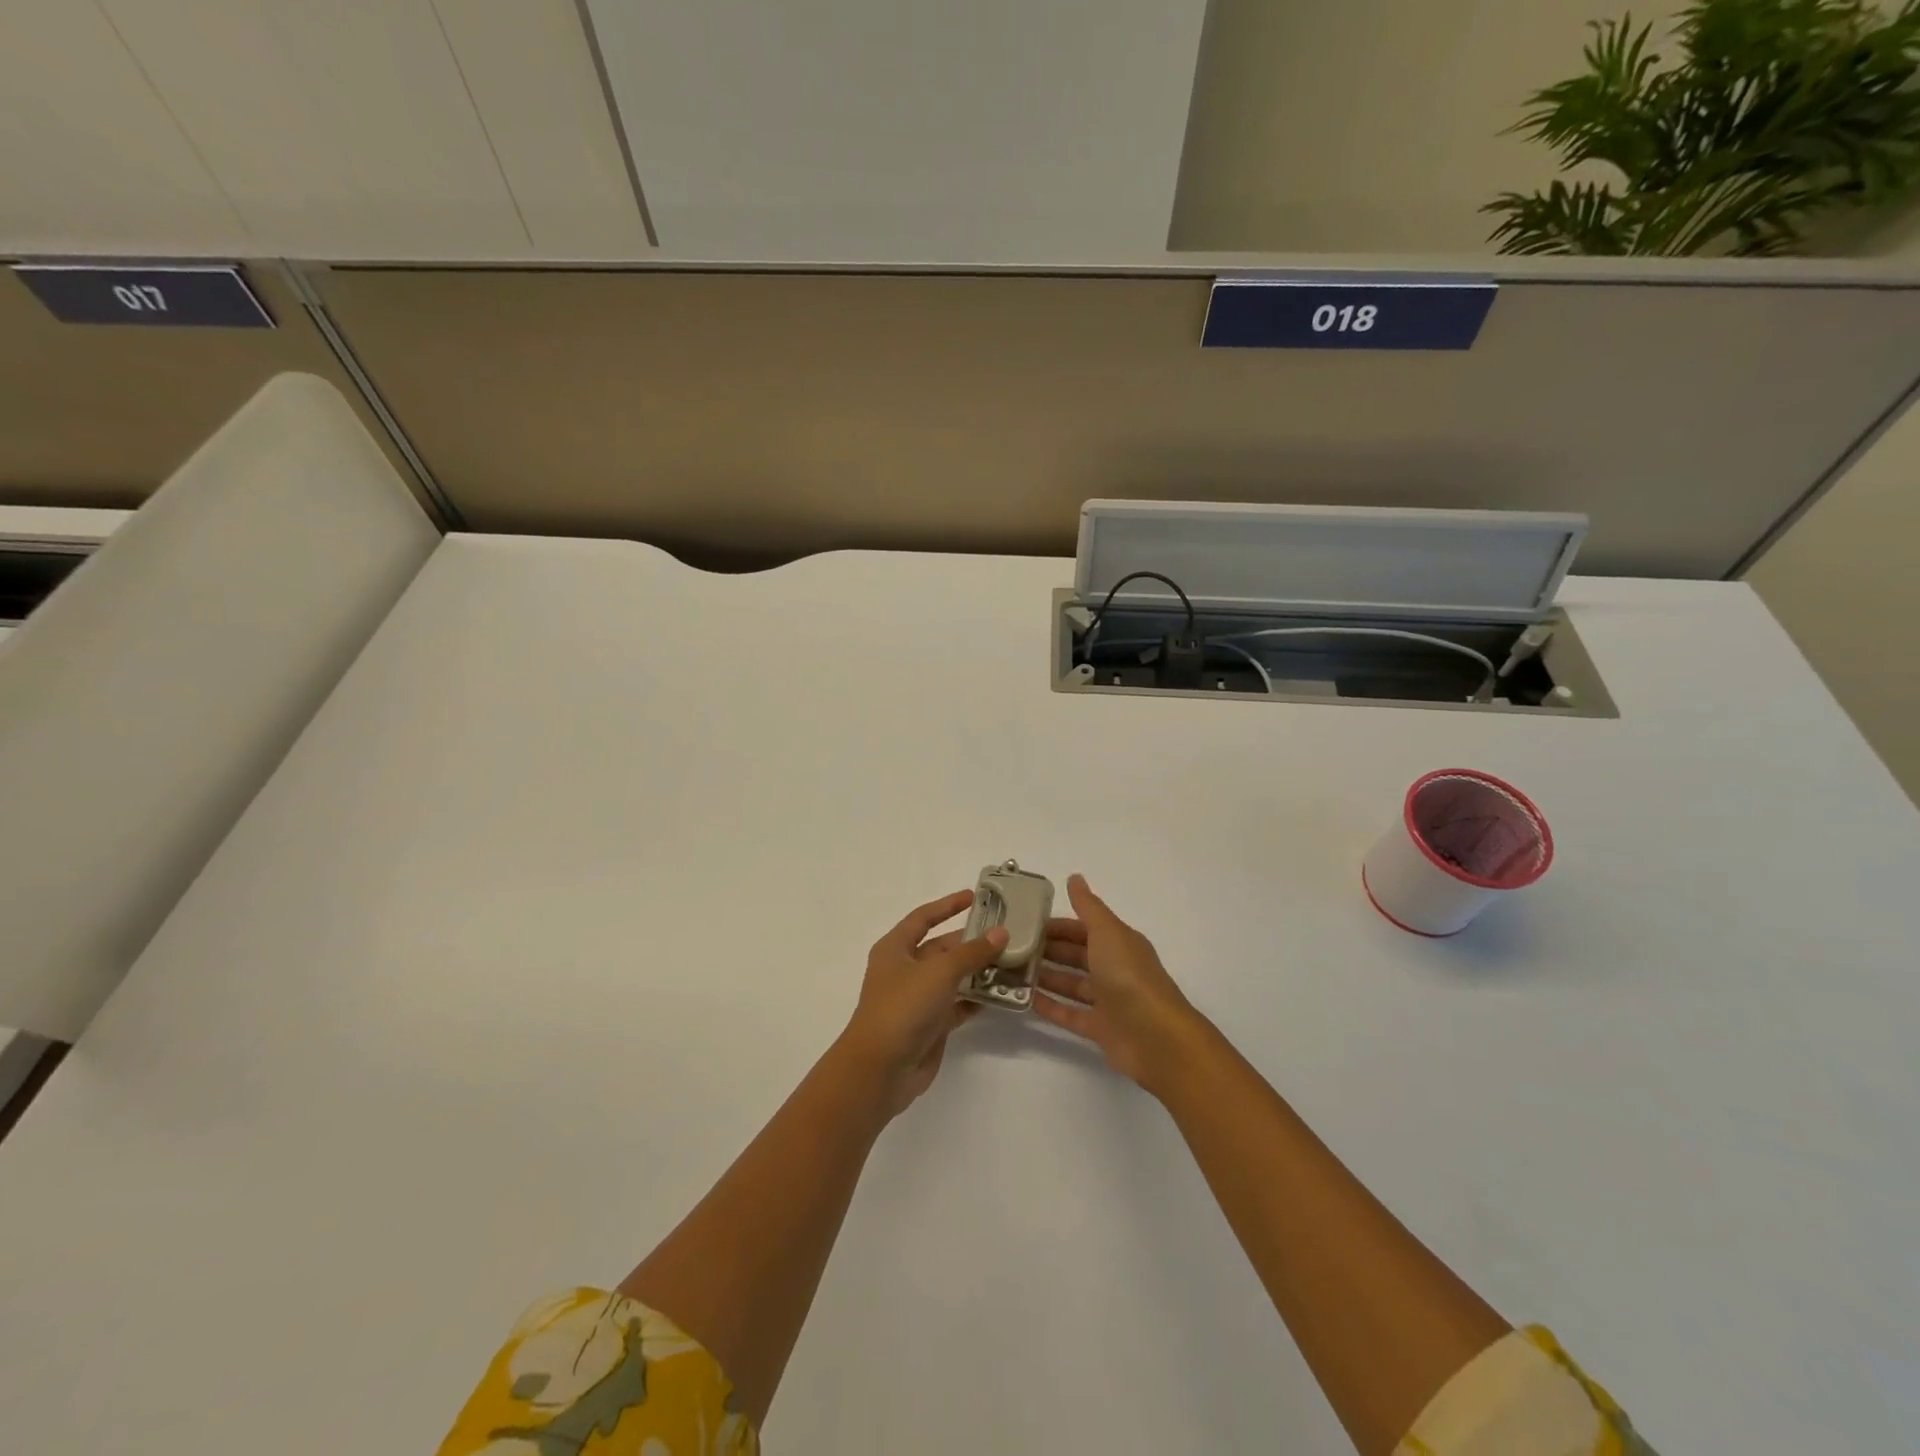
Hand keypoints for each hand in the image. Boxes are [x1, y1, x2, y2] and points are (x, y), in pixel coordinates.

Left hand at [841, 890, 1006, 1117]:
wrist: (881, 1069)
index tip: (974, 897)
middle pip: (942, 948)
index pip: (923, 918)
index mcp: (896, 948)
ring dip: (979, 971)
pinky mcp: (930, 1025)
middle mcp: (905, 970)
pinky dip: (976, 999)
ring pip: (953, 977)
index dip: (947, 906)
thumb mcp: (939, 972)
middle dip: (971, 942)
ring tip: (1012, 962)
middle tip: (1006, 934)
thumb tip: (1001, 933)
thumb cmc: (904, 1007)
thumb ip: (972, 952)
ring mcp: (918, 999)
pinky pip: (958, 1004)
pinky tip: (1002, 994)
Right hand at [1035, 875, 1209, 1096]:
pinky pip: (1071, 1015)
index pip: (1083, 928)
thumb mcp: (1107, 932)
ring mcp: (1109, 1001)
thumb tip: (1075, 877)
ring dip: (1047, 977)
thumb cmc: (1128, 976)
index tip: (1026, 924)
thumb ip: (1088, 907)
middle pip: (1077, 956)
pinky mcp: (1102, 1030)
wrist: (1155, 1037)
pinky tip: (1026, 1001)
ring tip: (1013, 972)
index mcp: (1119, 943)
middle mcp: (1115, 969)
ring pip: (1073, 985)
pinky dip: (1051, 1007)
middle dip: (1049, 950)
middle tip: (1013, 948)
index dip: (1057, 925)